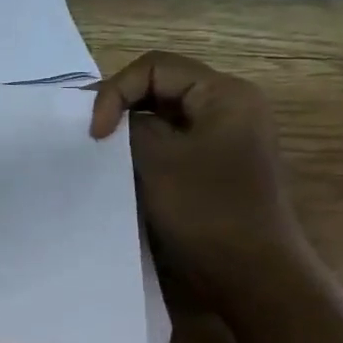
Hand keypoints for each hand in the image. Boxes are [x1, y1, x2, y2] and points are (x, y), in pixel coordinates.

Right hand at [89, 51, 309, 303]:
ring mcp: (224, 138)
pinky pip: (172, 143)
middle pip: (160, 87)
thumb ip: (129, 127)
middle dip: (121, 107)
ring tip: (103, 153)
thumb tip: (113, 121)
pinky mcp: (215, 166)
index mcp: (225, 94)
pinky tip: (124, 171)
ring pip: (163, 116)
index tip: (95, 133)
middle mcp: (229, 107)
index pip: (154, 68)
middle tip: (91, 138)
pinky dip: (145, 150)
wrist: (251, 274)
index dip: (115, 92)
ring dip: (130, 131)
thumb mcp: (157, 160)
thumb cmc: (206, 211)